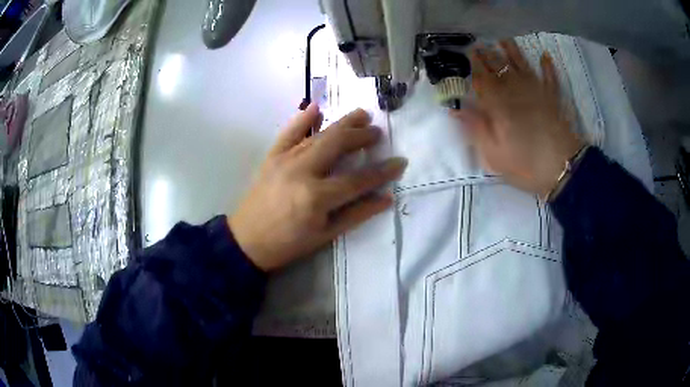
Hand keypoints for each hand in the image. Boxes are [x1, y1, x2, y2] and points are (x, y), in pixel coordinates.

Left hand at [229, 104, 406, 271]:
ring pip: (318, 134)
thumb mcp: (325, 235)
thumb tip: (386, 198)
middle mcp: (302, 171)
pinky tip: (316, 107)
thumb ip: (357, 214)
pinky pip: (288, 132)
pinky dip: (302, 118)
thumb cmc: (288, 244)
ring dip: (342, 123)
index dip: (382, 171)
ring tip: (361, 115)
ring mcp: (284, 159)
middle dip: (362, 136)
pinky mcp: (272, 156)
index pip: (358, 179)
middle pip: (338, 144)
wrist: (246, 241)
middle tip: (378, 132)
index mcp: (317, 196)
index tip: (400, 161)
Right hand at [452, 39, 583, 197]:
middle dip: (488, 56)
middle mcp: (516, 91)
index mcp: (499, 104)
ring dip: (513, 52)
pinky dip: (547, 67)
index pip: (482, 79)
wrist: (563, 168)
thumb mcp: (494, 155)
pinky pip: (550, 77)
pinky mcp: (553, 98)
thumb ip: (476, 129)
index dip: (474, 66)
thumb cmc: (526, 164)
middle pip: (499, 68)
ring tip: (504, 41)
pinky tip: (544, 56)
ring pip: (522, 65)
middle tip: (480, 45)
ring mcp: (537, 92)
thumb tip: (456, 109)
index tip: (467, 54)